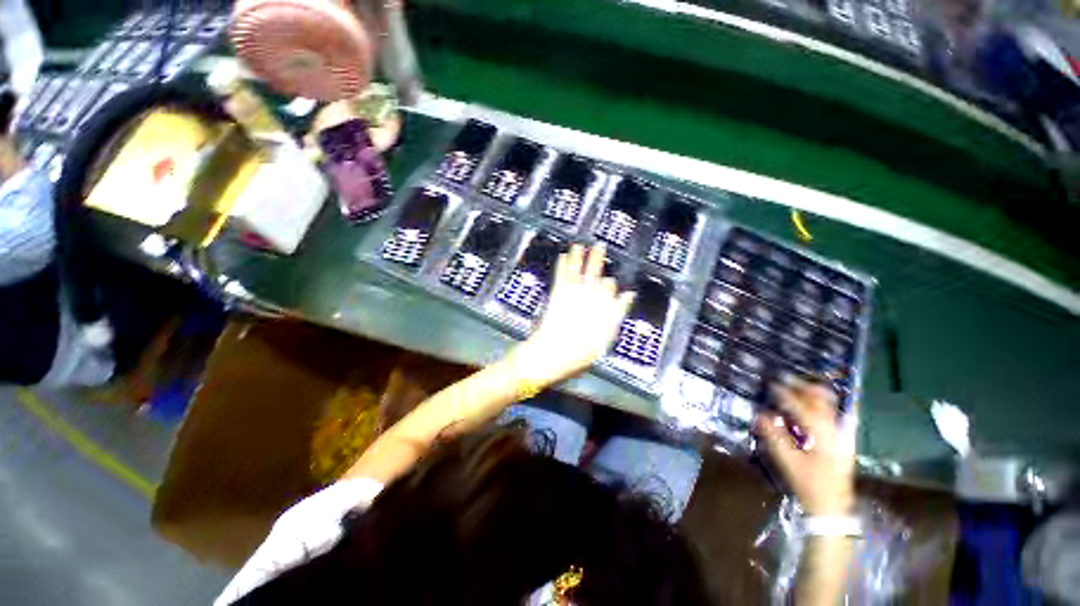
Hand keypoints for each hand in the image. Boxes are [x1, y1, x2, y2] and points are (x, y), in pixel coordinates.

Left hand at [515, 243, 634, 383]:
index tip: (610, 282)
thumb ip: (617, 313)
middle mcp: (587, 294)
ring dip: (579, 255)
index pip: (609, 286)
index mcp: (601, 304)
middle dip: (597, 258)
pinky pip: (561, 275)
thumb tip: (628, 295)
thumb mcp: (605, 337)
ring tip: (580, 244)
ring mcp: (571, 293)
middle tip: (600, 245)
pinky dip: (562, 264)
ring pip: (577, 269)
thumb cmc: (580, 351)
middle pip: (594, 272)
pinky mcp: (557, 294)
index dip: (610, 284)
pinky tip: (562, 255)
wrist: (551, 353)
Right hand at [756, 381, 855, 515]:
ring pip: (830, 407)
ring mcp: (842, 437)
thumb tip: (760, 414)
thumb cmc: (809, 485)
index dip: (786, 394)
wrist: (833, 508)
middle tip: (786, 379)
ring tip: (796, 387)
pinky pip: (833, 415)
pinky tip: (811, 405)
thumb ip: (774, 437)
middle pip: (823, 402)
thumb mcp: (788, 462)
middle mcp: (835, 432)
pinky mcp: (842, 442)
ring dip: (813, 394)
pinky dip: (821, 405)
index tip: (772, 385)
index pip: (802, 408)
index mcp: (822, 436)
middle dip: (804, 387)